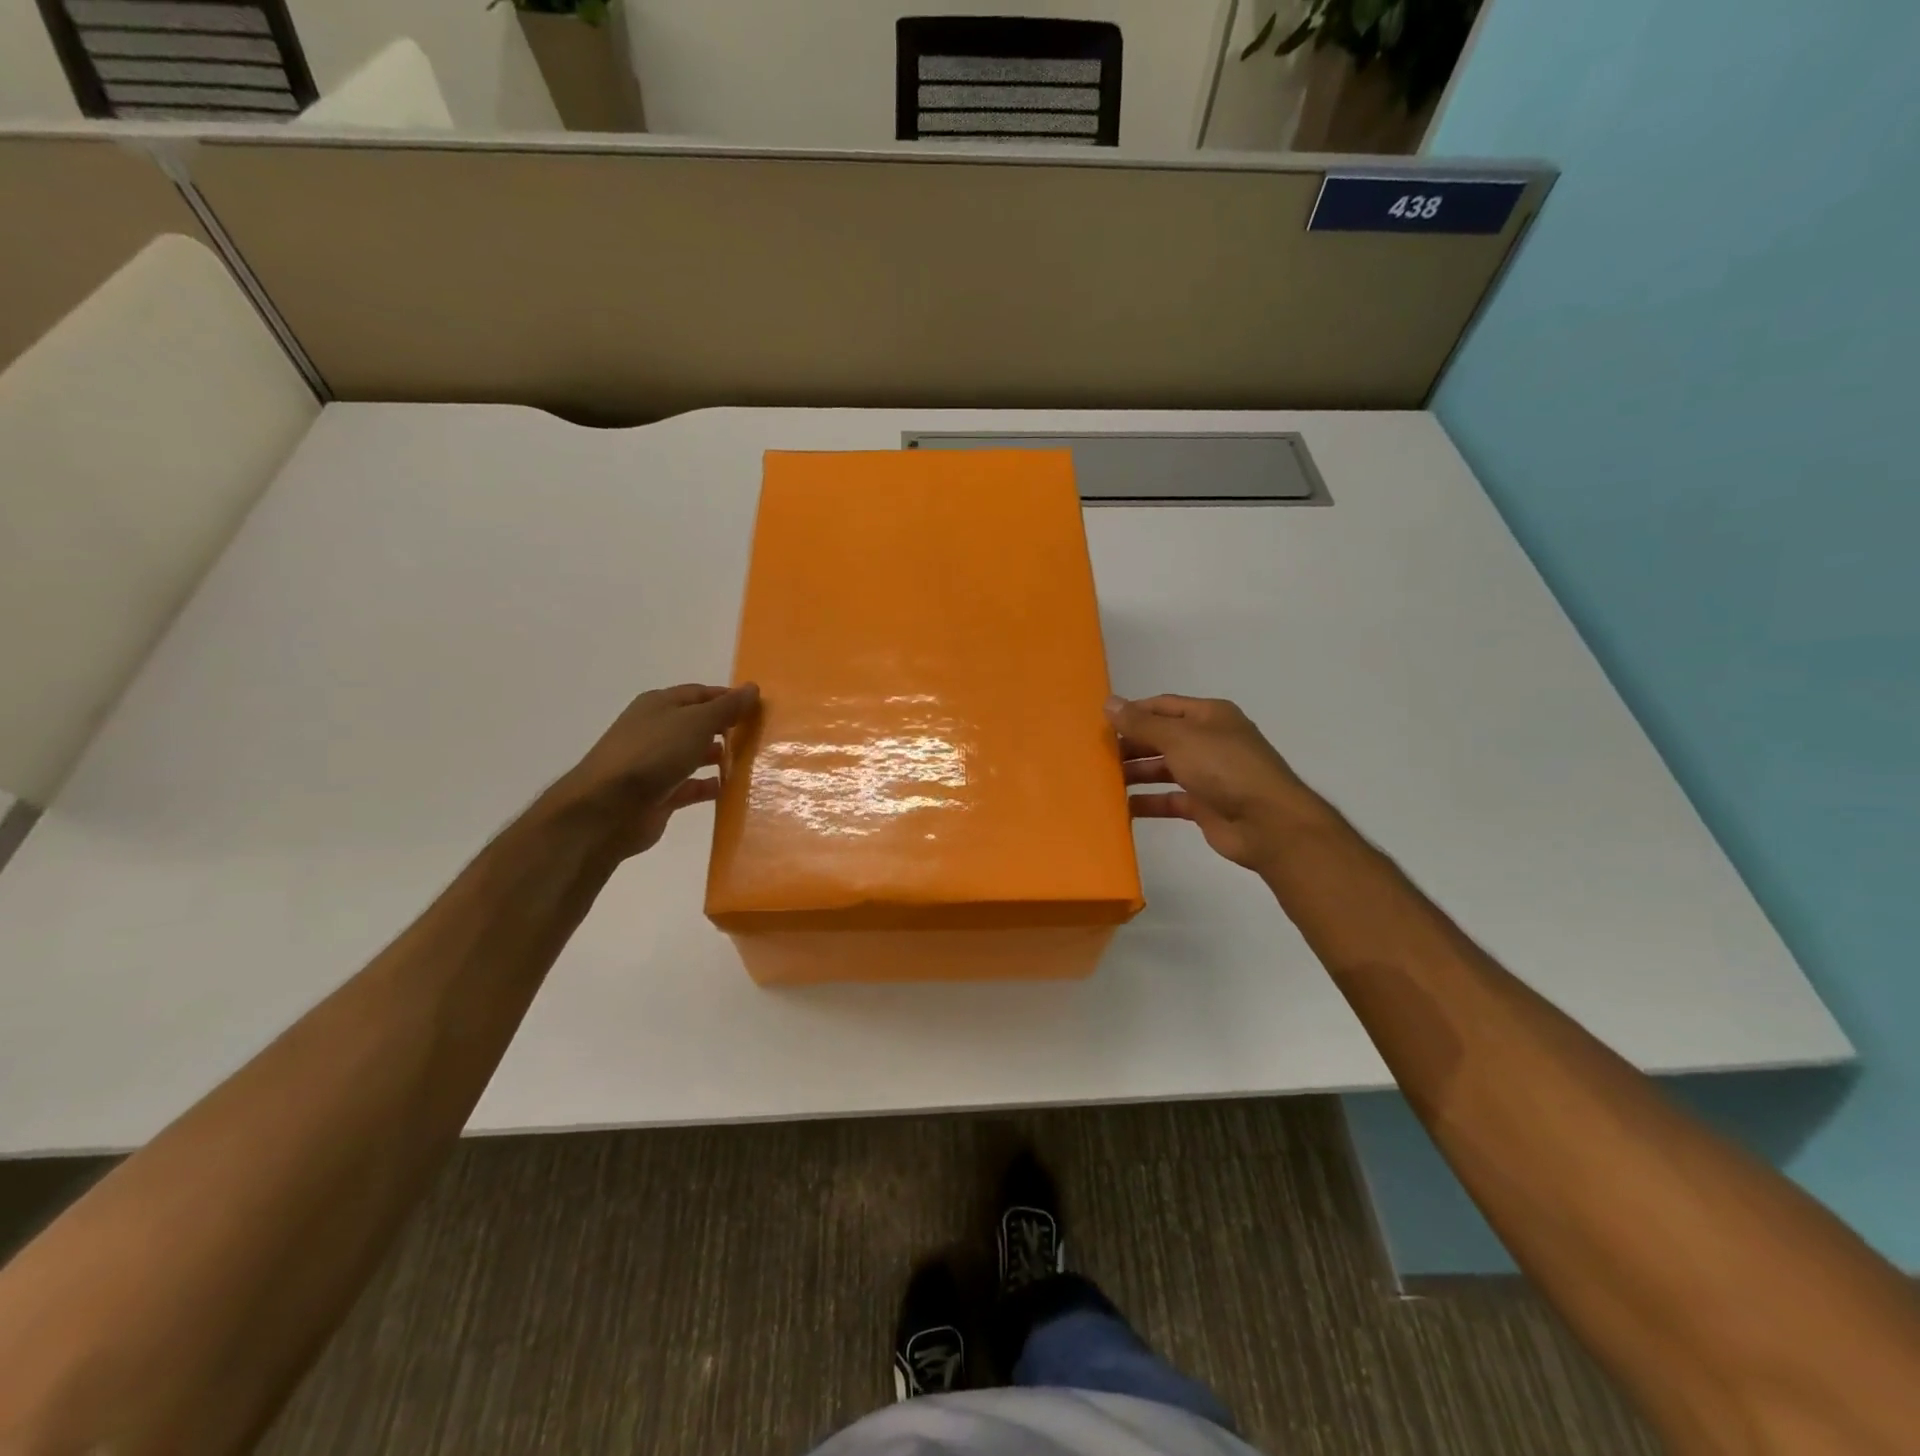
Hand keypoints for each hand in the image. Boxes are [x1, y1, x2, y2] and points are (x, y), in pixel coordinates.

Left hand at [550, 682, 759, 857]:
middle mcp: (656, 730)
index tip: (759, 708)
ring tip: (749, 761)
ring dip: (718, 757)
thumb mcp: (696, 723)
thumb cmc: (653, 754)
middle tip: (758, 735)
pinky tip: (730, 789)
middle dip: (726, 728)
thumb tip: (752, 688)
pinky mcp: (659, 794)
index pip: (701, 693)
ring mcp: (656, 764)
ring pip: (694, 755)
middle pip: (697, 724)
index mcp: (659, 705)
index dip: (728, 698)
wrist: (608, 808)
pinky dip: (709, 786)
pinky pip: (690, 786)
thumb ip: (726, 707)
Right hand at [1107, 693, 1324, 874]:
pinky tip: (1121, 807)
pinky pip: (1168, 799)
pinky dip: (1147, 802)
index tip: (1100, 724)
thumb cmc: (1224, 768)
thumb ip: (1141, 723)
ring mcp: (1208, 774)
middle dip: (1131, 745)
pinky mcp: (1204, 805)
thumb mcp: (1179, 738)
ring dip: (1135, 774)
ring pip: (1163, 769)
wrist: (1267, 823)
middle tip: (1095, 755)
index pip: (1163, 706)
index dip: (1133, 712)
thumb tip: (1109, 703)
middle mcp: (1208, 741)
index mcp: (1209, 716)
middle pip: (1161, 738)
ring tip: (1101, 781)